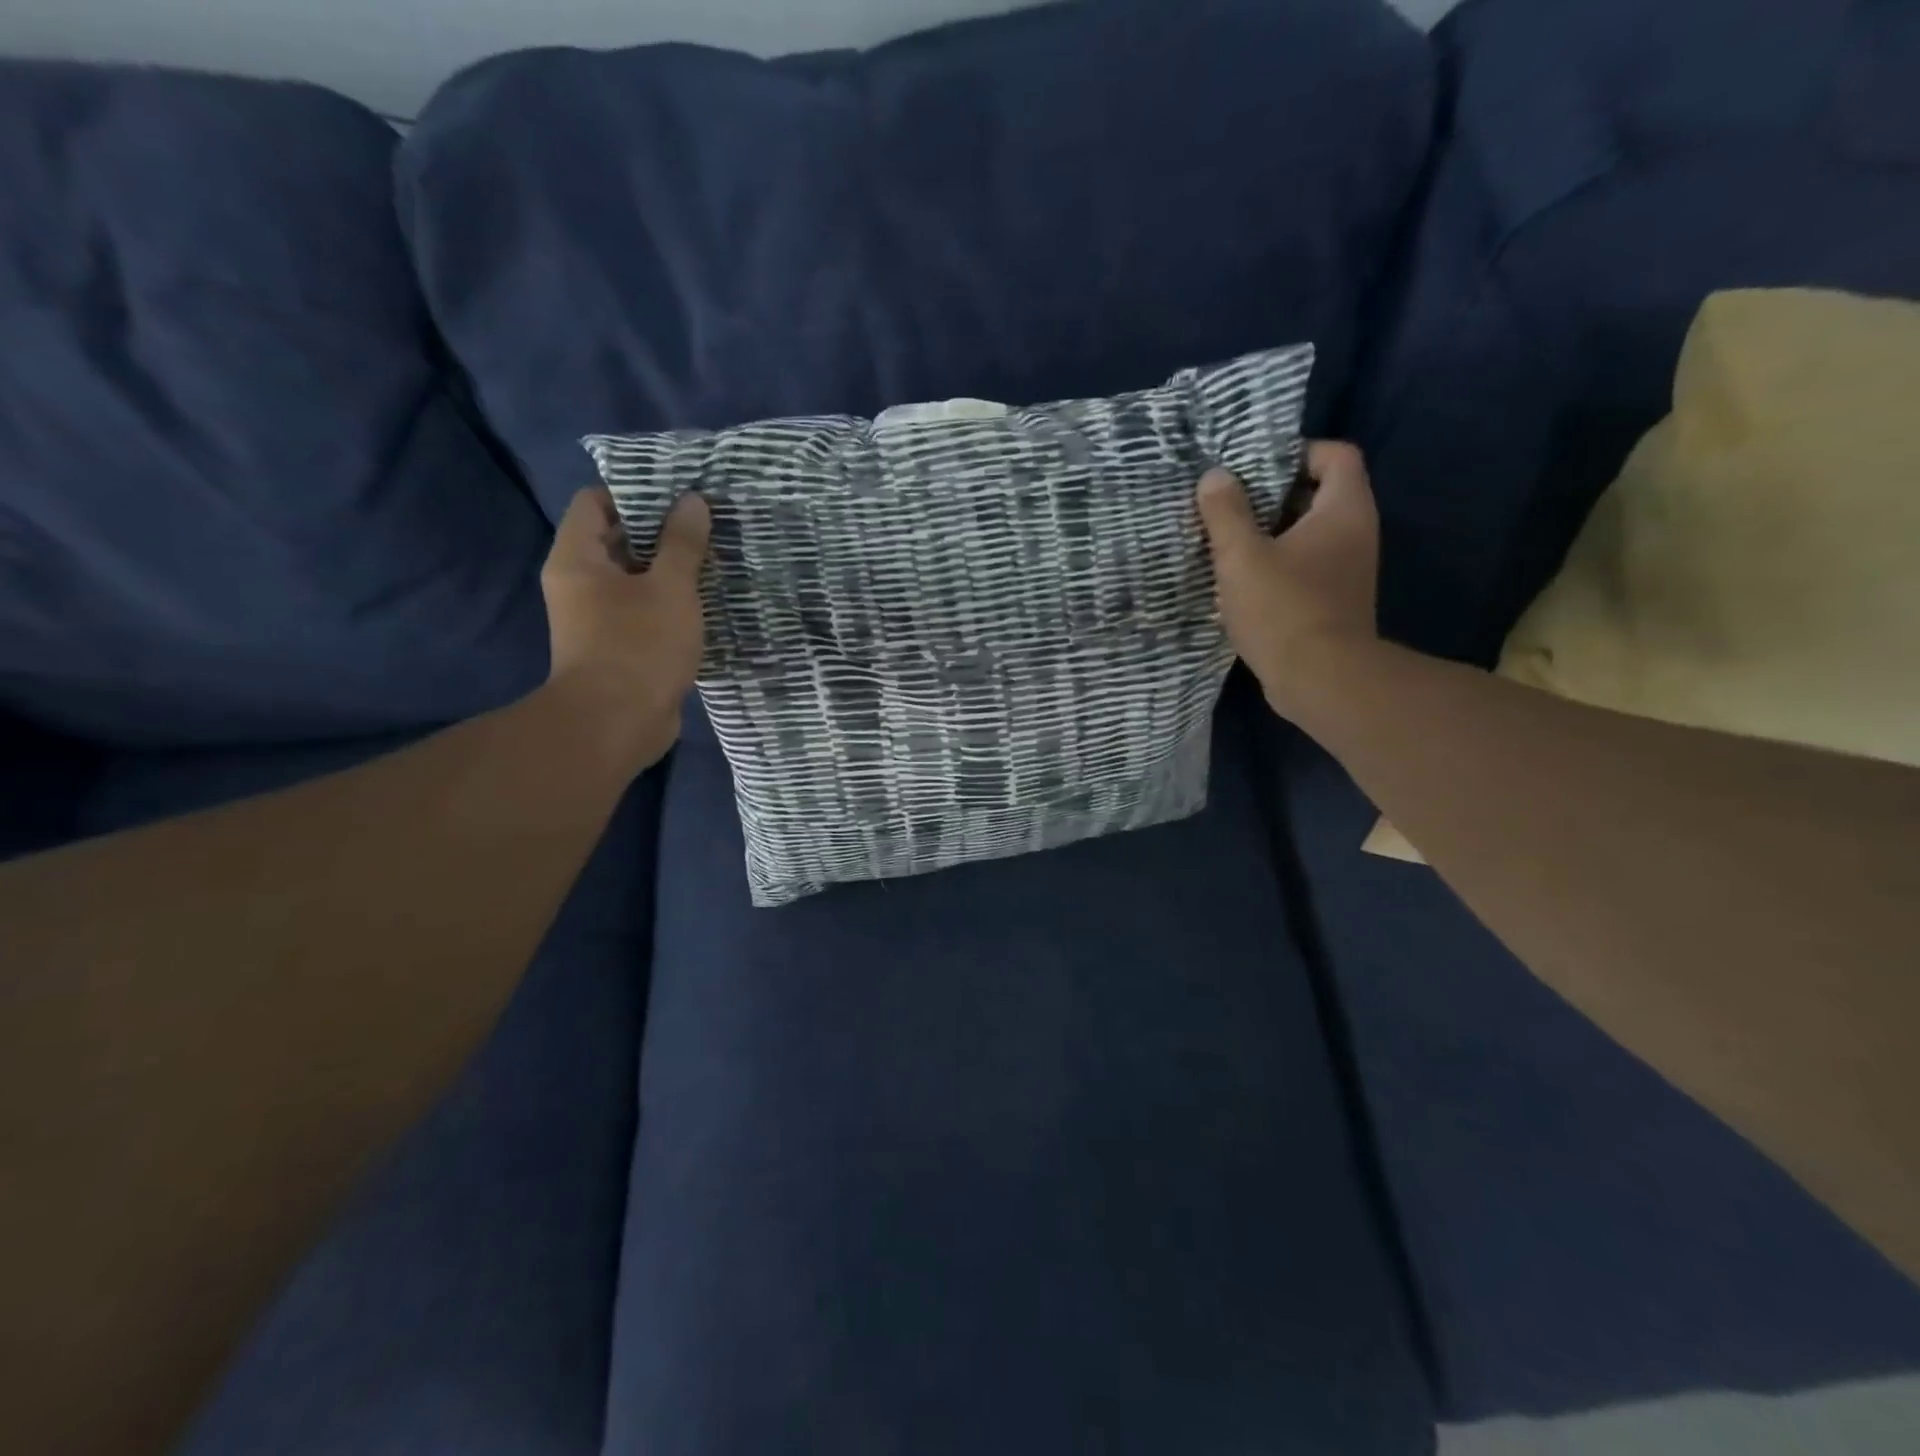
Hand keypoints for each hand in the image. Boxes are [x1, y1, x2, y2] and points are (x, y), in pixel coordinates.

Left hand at [540, 487, 709, 763]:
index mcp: (578, 558)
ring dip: (671, 570)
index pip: (596, 502)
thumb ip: (682, 544)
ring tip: (716, 558)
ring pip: (636, 578)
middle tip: (708, 523)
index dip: (636, 491)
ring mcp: (598, 618)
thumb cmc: (638, 647)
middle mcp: (580, 583)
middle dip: (662, 531)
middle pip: (618, 539)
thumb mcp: (670, 588)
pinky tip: (708, 600)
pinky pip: (645, 610)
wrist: (616, 725)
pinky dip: (671, 602)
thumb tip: (692, 502)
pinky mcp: (619, 646)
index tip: (679, 493)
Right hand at [1197, 441, 1380, 719]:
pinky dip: (1274, 565)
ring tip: (1225, 541)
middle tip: (1227, 505)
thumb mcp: (1241, 556)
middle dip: (1270, 495)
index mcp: (1343, 510)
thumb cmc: (1283, 609)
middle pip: (1317, 493)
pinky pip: (1303, 566)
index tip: (1251, 470)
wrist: (1321, 681)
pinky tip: (1240, 581)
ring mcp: (1346, 570)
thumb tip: (1215, 477)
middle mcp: (1354, 533)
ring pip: (1306, 534)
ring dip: (1267, 534)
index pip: (1334, 454)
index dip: (1295, 453)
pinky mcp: (1332, 601)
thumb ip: (1225, 512)